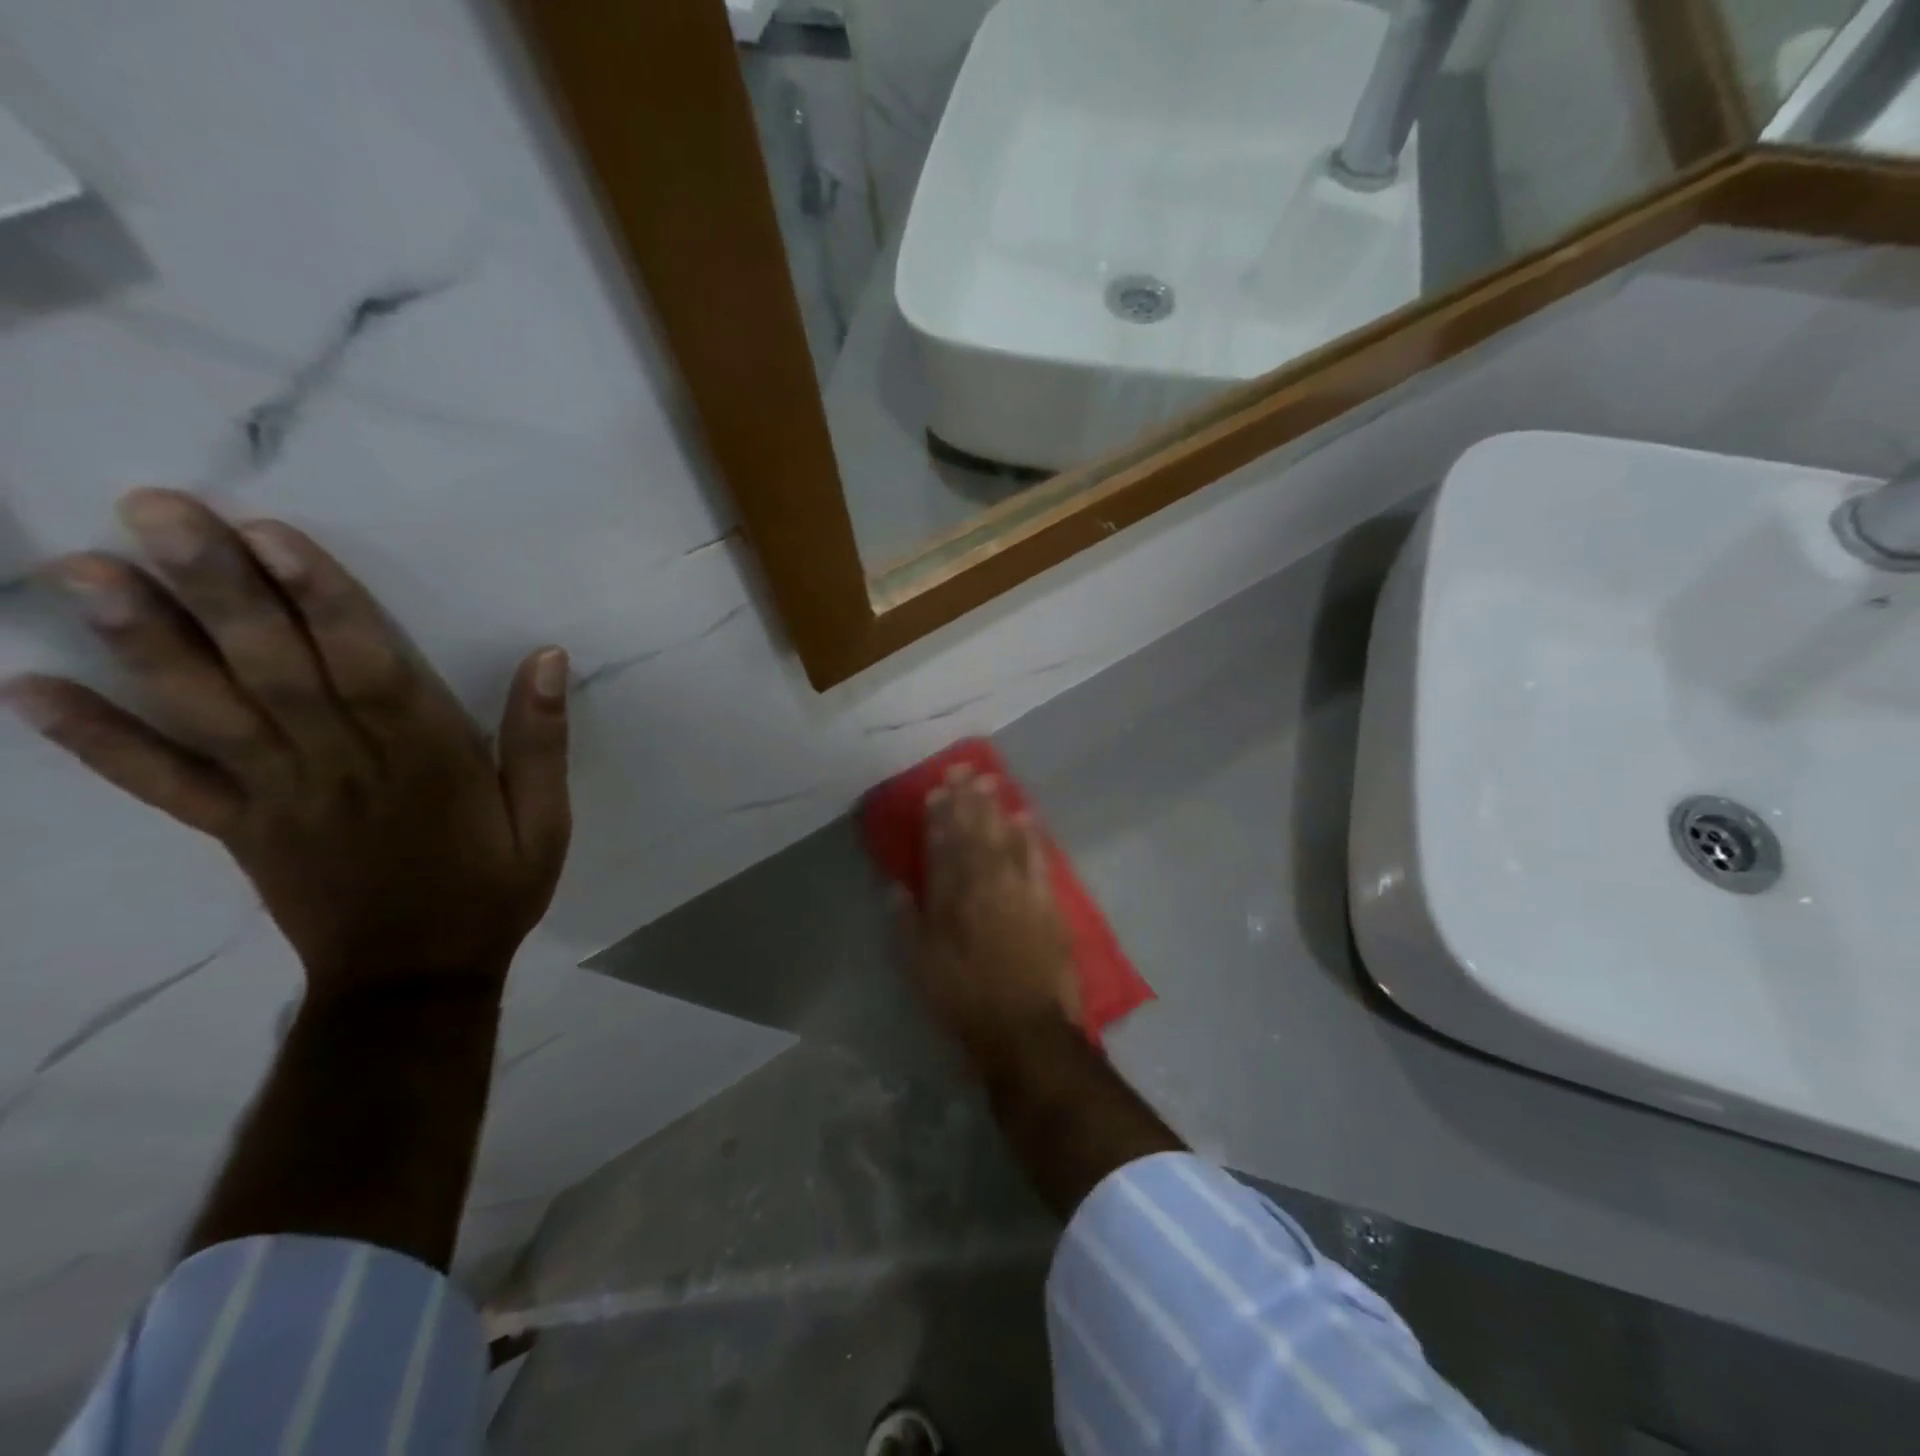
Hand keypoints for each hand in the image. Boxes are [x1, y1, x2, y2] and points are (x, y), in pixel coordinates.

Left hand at [5, 488, 570, 1000]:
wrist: (416, 978)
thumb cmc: (491, 889)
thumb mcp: (546, 821)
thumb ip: (542, 741)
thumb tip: (548, 658)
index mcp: (426, 763)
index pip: (369, 670)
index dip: (324, 602)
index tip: (273, 535)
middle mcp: (343, 769)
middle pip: (278, 674)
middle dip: (219, 593)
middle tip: (155, 512)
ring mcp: (279, 800)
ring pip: (211, 715)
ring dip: (145, 644)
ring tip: (82, 571)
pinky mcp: (239, 831)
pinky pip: (164, 787)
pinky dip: (97, 742)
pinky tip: (28, 690)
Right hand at [914, 766, 1080, 1056]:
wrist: (1025, 1028)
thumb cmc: (965, 1000)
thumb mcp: (920, 968)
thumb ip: (906, 924)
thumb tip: (894, 887)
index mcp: (950, 900)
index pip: (942, 848)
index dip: (938, 818)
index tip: (936, 791)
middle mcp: (983, 885)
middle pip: (973, 835)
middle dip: (966, 801)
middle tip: (963, 770)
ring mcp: (1018, 891)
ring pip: (1003, 839)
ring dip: (995, 809)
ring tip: (989, 781)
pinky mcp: (1046, 902)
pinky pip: (1037, 859)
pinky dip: (1030, 836)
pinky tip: (1025, 816)